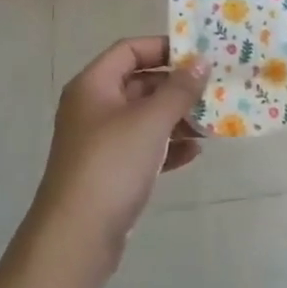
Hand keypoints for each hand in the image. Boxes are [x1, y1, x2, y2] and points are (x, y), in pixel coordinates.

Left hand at [32, 38, 207, 261]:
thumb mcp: (150, 121)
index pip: (129, 50)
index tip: (196, 55)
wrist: (76, 239)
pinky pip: (142, 148)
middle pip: (138, 83)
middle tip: (211, 91)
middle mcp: (93, 107)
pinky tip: (194, 153)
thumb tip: (201, 61)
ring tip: (209, 124)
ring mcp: (99, 142)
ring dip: (175, 119)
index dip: (162, 48)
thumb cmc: (112, 165)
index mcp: (93, 85)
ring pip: (143, 118)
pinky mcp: (108, 173)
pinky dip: (166, 147)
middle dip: (175, 88)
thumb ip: (179, 90)